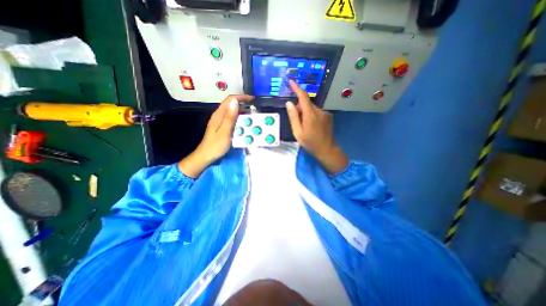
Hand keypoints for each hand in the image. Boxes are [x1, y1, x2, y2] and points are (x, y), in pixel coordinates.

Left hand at [181, 94, 255, 177]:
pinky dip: (239, 118)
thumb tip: (235, 102)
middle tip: (254, 110)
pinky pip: (231, 118)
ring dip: (242, 112)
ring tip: (251, 117)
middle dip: (243, 104)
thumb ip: (230, 117)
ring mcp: (219, 120)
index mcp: (219, 115)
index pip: (230, 100)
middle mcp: (219, 115)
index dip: (241, 97)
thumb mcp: (225, 132)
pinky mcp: (221, 126)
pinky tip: (244, 124)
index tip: (252, 99)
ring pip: (232, 112)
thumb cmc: (216, 145)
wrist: (206, 155)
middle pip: (231, 104)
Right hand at [284, 78, 346, 174]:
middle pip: (306, 103)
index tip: (291, 81)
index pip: (303, 97)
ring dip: (305, 112)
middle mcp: (319, 111)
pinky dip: (311, 115)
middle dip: (299, 107)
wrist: (326, 149)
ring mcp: (325, 113)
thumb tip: (289, 103)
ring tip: (304, 125)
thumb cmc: (310, 143)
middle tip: (296, 120)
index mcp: (310, 115)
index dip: (296, 88)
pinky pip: (316, 111)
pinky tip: (311, 126)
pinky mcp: (328, 116)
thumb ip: (293, 117)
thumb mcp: (298, 132)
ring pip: (311, 108)